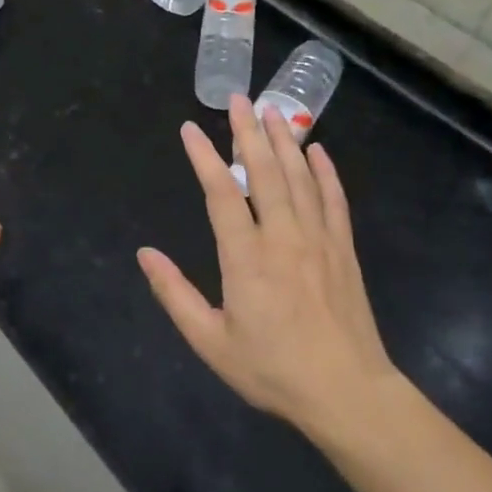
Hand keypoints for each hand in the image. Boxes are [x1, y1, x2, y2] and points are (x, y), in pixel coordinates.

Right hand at [138, 95, 397, 434]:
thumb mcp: (210, 341)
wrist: (347, 392)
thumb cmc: (273, 369)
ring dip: (285, 141)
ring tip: (273, 110)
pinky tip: (319, 152)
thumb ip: (174, 294)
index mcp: (246, 257)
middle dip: (248, 131)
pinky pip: (335, 200)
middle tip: (239, 98)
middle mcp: (283, 236)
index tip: (190, 129)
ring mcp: (318, 239)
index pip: (221, 193)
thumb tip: (145, 253)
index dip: (203, 157)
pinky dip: (326, 172)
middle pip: (264, 171)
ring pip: (300, 177)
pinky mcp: (344, 249)